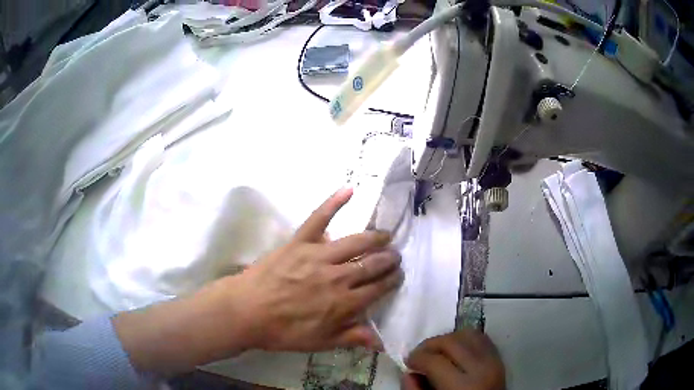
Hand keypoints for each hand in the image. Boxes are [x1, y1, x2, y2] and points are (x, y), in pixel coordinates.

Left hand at [114, 188, 402, 375]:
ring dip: (375, 238)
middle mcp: (338, 277)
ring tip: (384, 236)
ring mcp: (318, 256)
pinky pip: (319, 218)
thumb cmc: (283, 331)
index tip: (397, 276)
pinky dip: (333, 202)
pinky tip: (349, 190)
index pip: (379, 288)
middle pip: (372, 264)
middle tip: (395, 256)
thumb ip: (352, 338)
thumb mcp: (320, 342)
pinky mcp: (299, 241)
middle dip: (389, 259)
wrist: (246, 312)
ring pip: (356, 242)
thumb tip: (382, 343)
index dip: (392, 281)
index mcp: (344, 303)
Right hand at [402, 330, 504, 389]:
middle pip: (451, 342)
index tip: (408, 363)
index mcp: (463, 386)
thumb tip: (408, 373)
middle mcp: (481, 368)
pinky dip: (465, 340)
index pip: (435, 361)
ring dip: (448, 339)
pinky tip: (455, 351)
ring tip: (437, 352)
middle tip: (419, 356)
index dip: (416, 358)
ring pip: (468, 334)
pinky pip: (481, 338)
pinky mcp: (499, 358)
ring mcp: (494, 361)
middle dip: (430, 345)